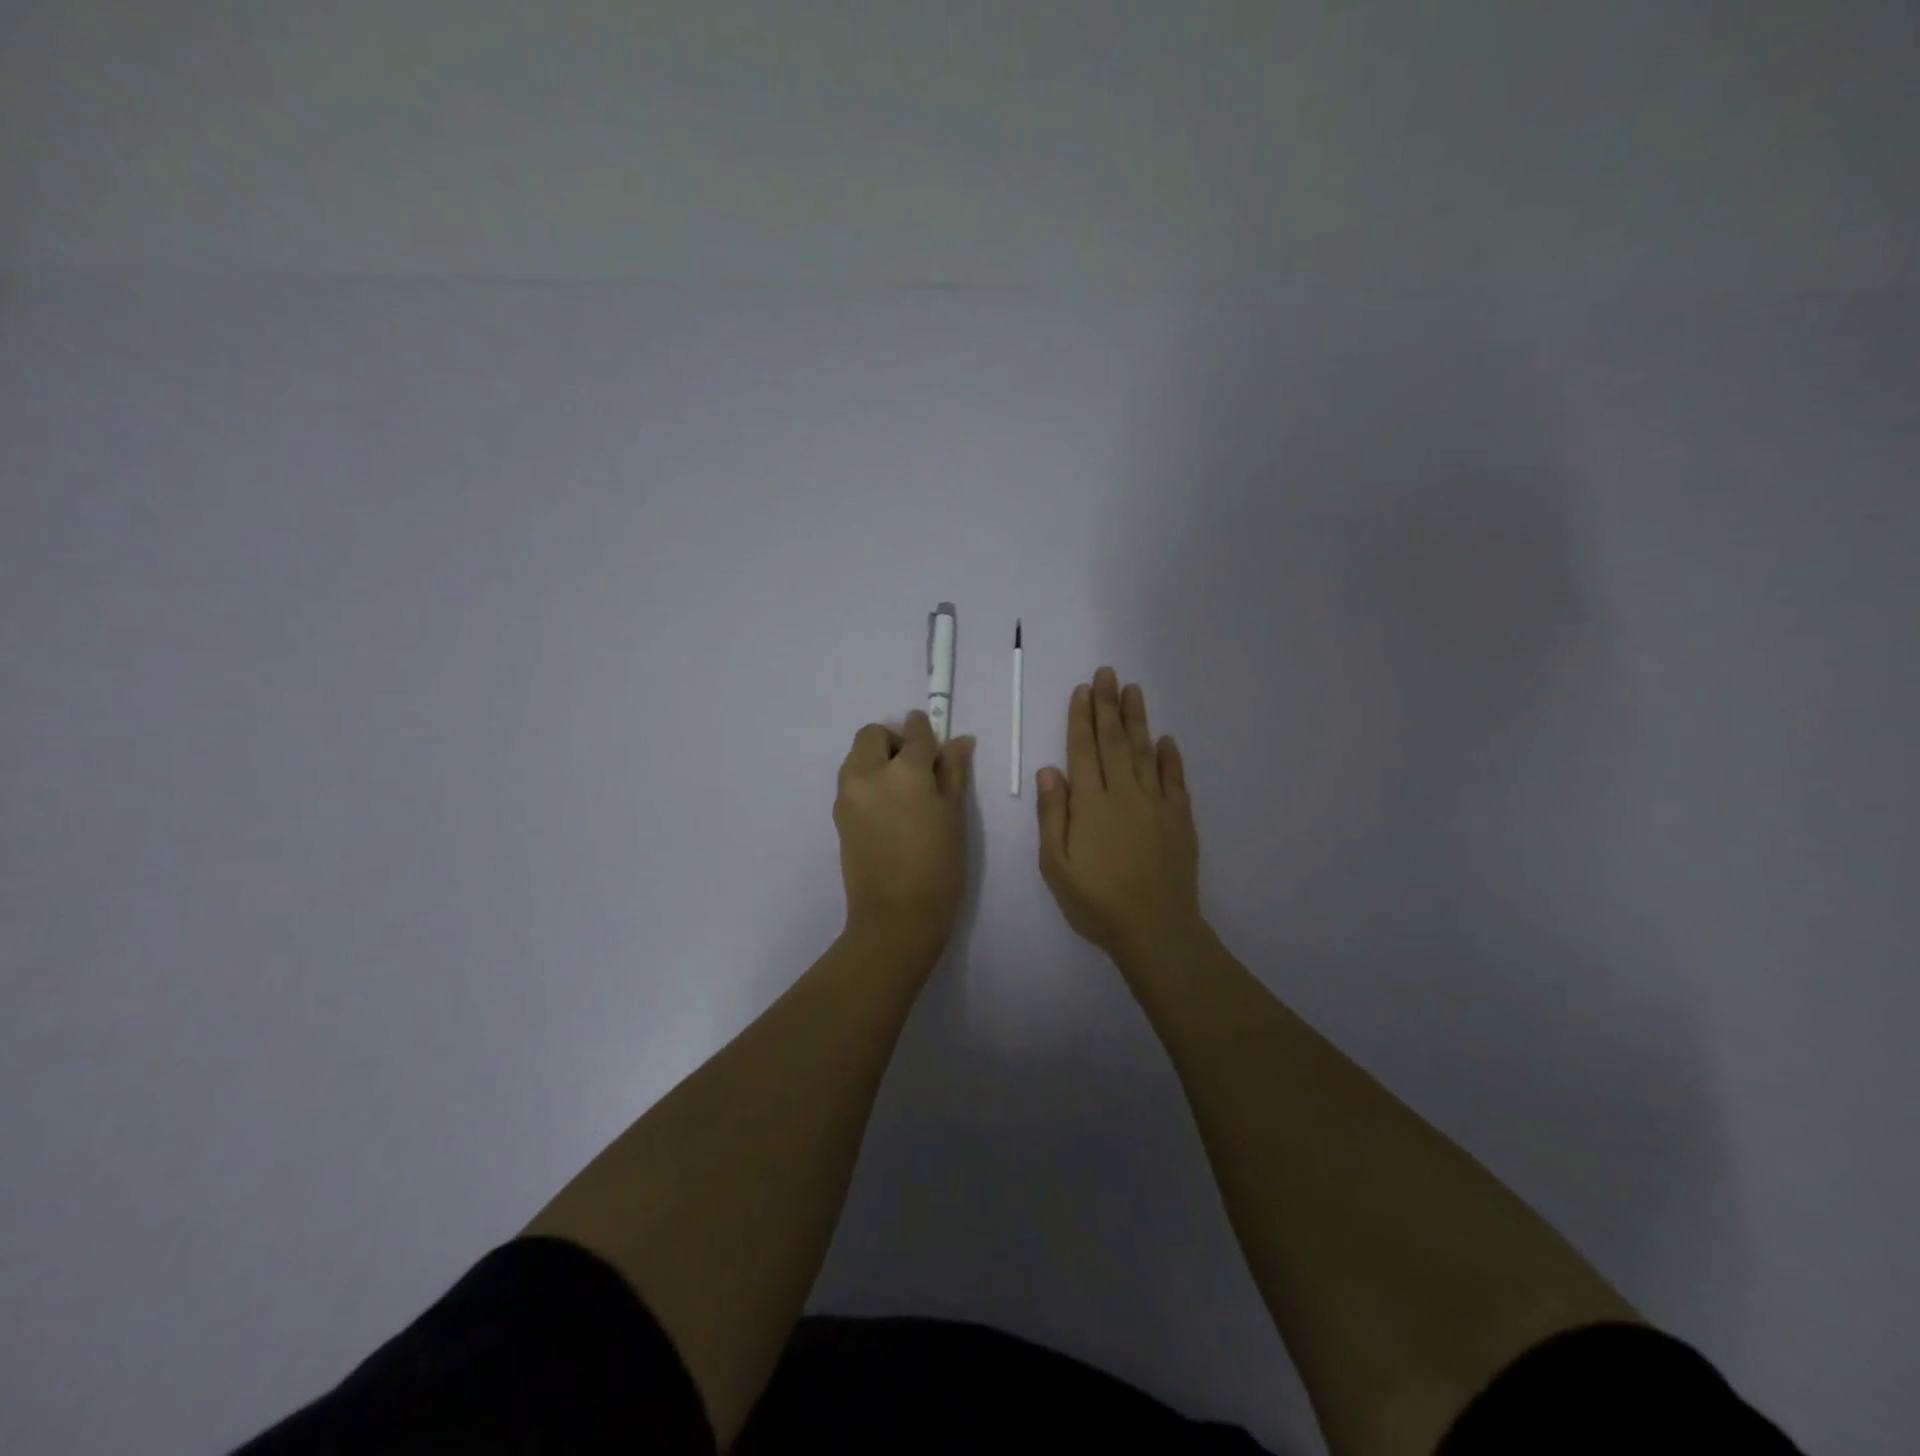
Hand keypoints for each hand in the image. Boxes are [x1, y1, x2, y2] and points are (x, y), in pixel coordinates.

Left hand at [834, 710, 975, 958]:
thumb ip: (954, 772)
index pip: (915, 733)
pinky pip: (851, 782)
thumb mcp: (954, 816)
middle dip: (894, 740)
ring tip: (901, 792)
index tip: (934, 739)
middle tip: (916, 769)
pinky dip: (867, 781)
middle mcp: (869, 774)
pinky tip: (887, 812)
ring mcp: (848, 795)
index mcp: (905, 771)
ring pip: (857, 756)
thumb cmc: (939, 867)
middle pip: (873, 735)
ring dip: (876, 759)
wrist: (896, 917)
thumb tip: (959, 740)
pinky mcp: (838, 816)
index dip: (926, 730)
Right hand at [1036, 667, 1201, 963]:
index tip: (1083, 689)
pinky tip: (1167, 739)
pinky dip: (1170, 757)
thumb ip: (1052, 816)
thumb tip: (1049, 771)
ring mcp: (1156, 804)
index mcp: (1090, 803)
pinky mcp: (1180, 818)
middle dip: (1109, 705)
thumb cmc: (1096, 902)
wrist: (1156, 929)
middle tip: (1108, 673)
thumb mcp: (1056, 865)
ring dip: (1138, 719)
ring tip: (1133, 690)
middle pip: (1115, 741)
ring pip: (1145, 751)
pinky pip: (1175, 779)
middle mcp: (1123, 793)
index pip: (1083, 750)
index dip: (1081, 718)